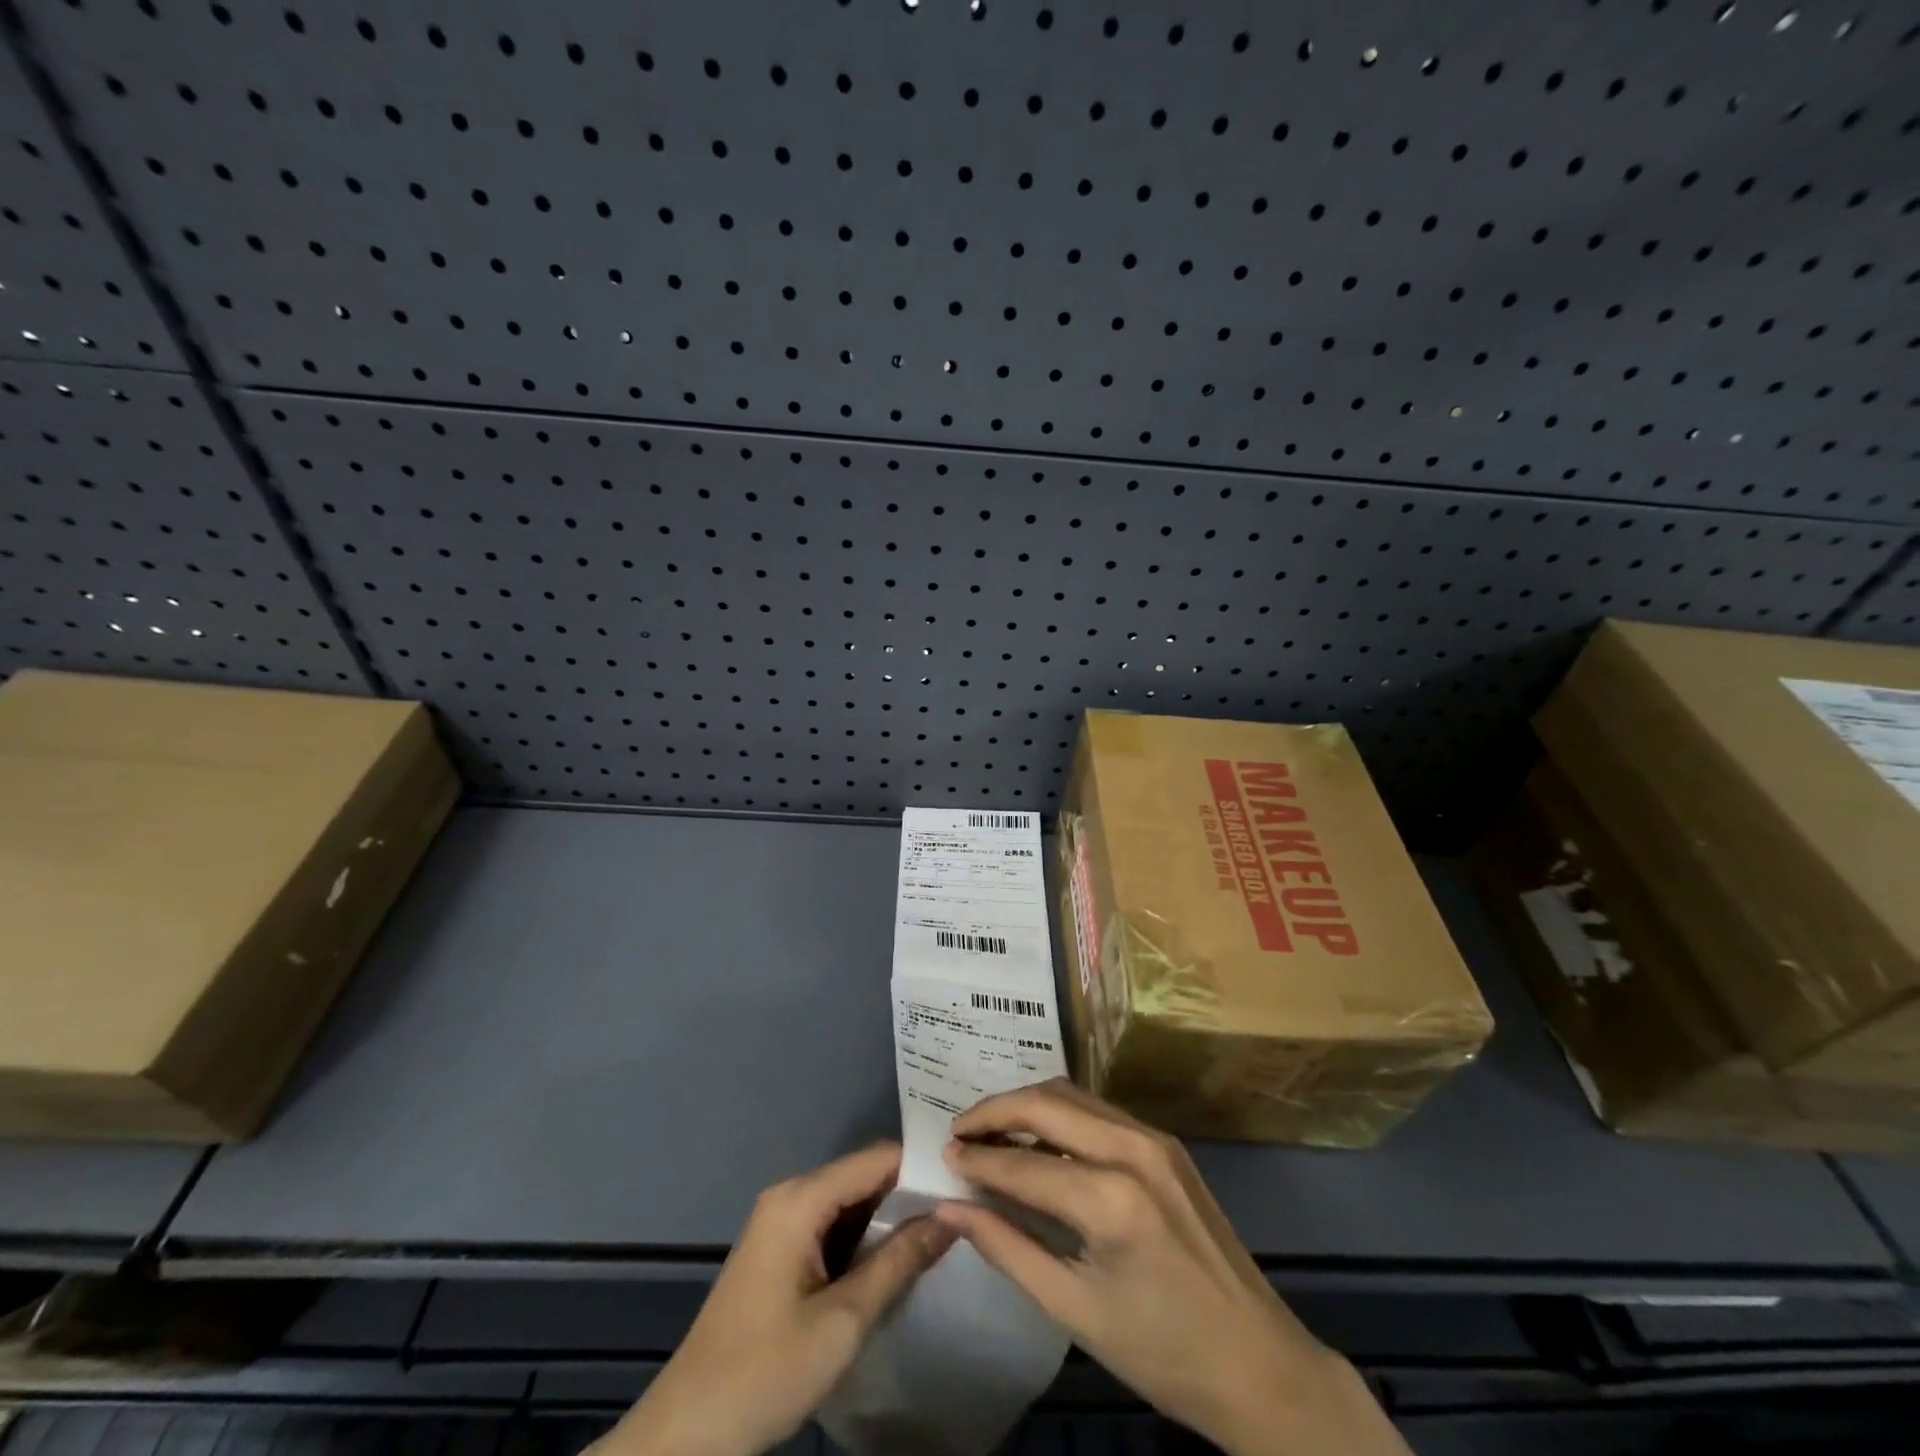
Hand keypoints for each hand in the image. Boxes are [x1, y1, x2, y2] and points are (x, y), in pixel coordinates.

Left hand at [601, 1143, 954, 1455]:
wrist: (687, 1434)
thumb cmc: (766, 1372)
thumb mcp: (844, 1320)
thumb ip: (899, 1261)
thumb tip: (952, 1217)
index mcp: (801, 1198)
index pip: (877, 1158)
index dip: (922, 1168)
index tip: (965, 1185)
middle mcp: (790, 1196)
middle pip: (863, 1177)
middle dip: (909, 1195)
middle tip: (960, 1215)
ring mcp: (781, 1222)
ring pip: (850, 1203)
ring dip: (888, 1221)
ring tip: (940, 1236)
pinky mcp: (778, 1250)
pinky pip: (831, 1226)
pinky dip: (863, 1240)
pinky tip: (893, 1263)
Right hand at [935, 1080, 1408, 1455]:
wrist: (1262, 1366)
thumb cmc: (1162, 1353)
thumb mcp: (1074, 1310)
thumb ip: (1006, 1248)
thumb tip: (951, 1207)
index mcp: (1111, 1199)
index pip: (1023, 1165)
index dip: (976, 1160)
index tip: (941, 1156)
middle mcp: (1132, 1148)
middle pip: (1046, 1104)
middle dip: (995, 1112)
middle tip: (959, 1132)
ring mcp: (1155, 1140)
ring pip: (1072, 1097)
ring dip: (1027, 1107)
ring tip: (991, 1133)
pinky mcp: (1167, 1144)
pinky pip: (1099, 1112)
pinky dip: (1060, 1117)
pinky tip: (1040, 1140)